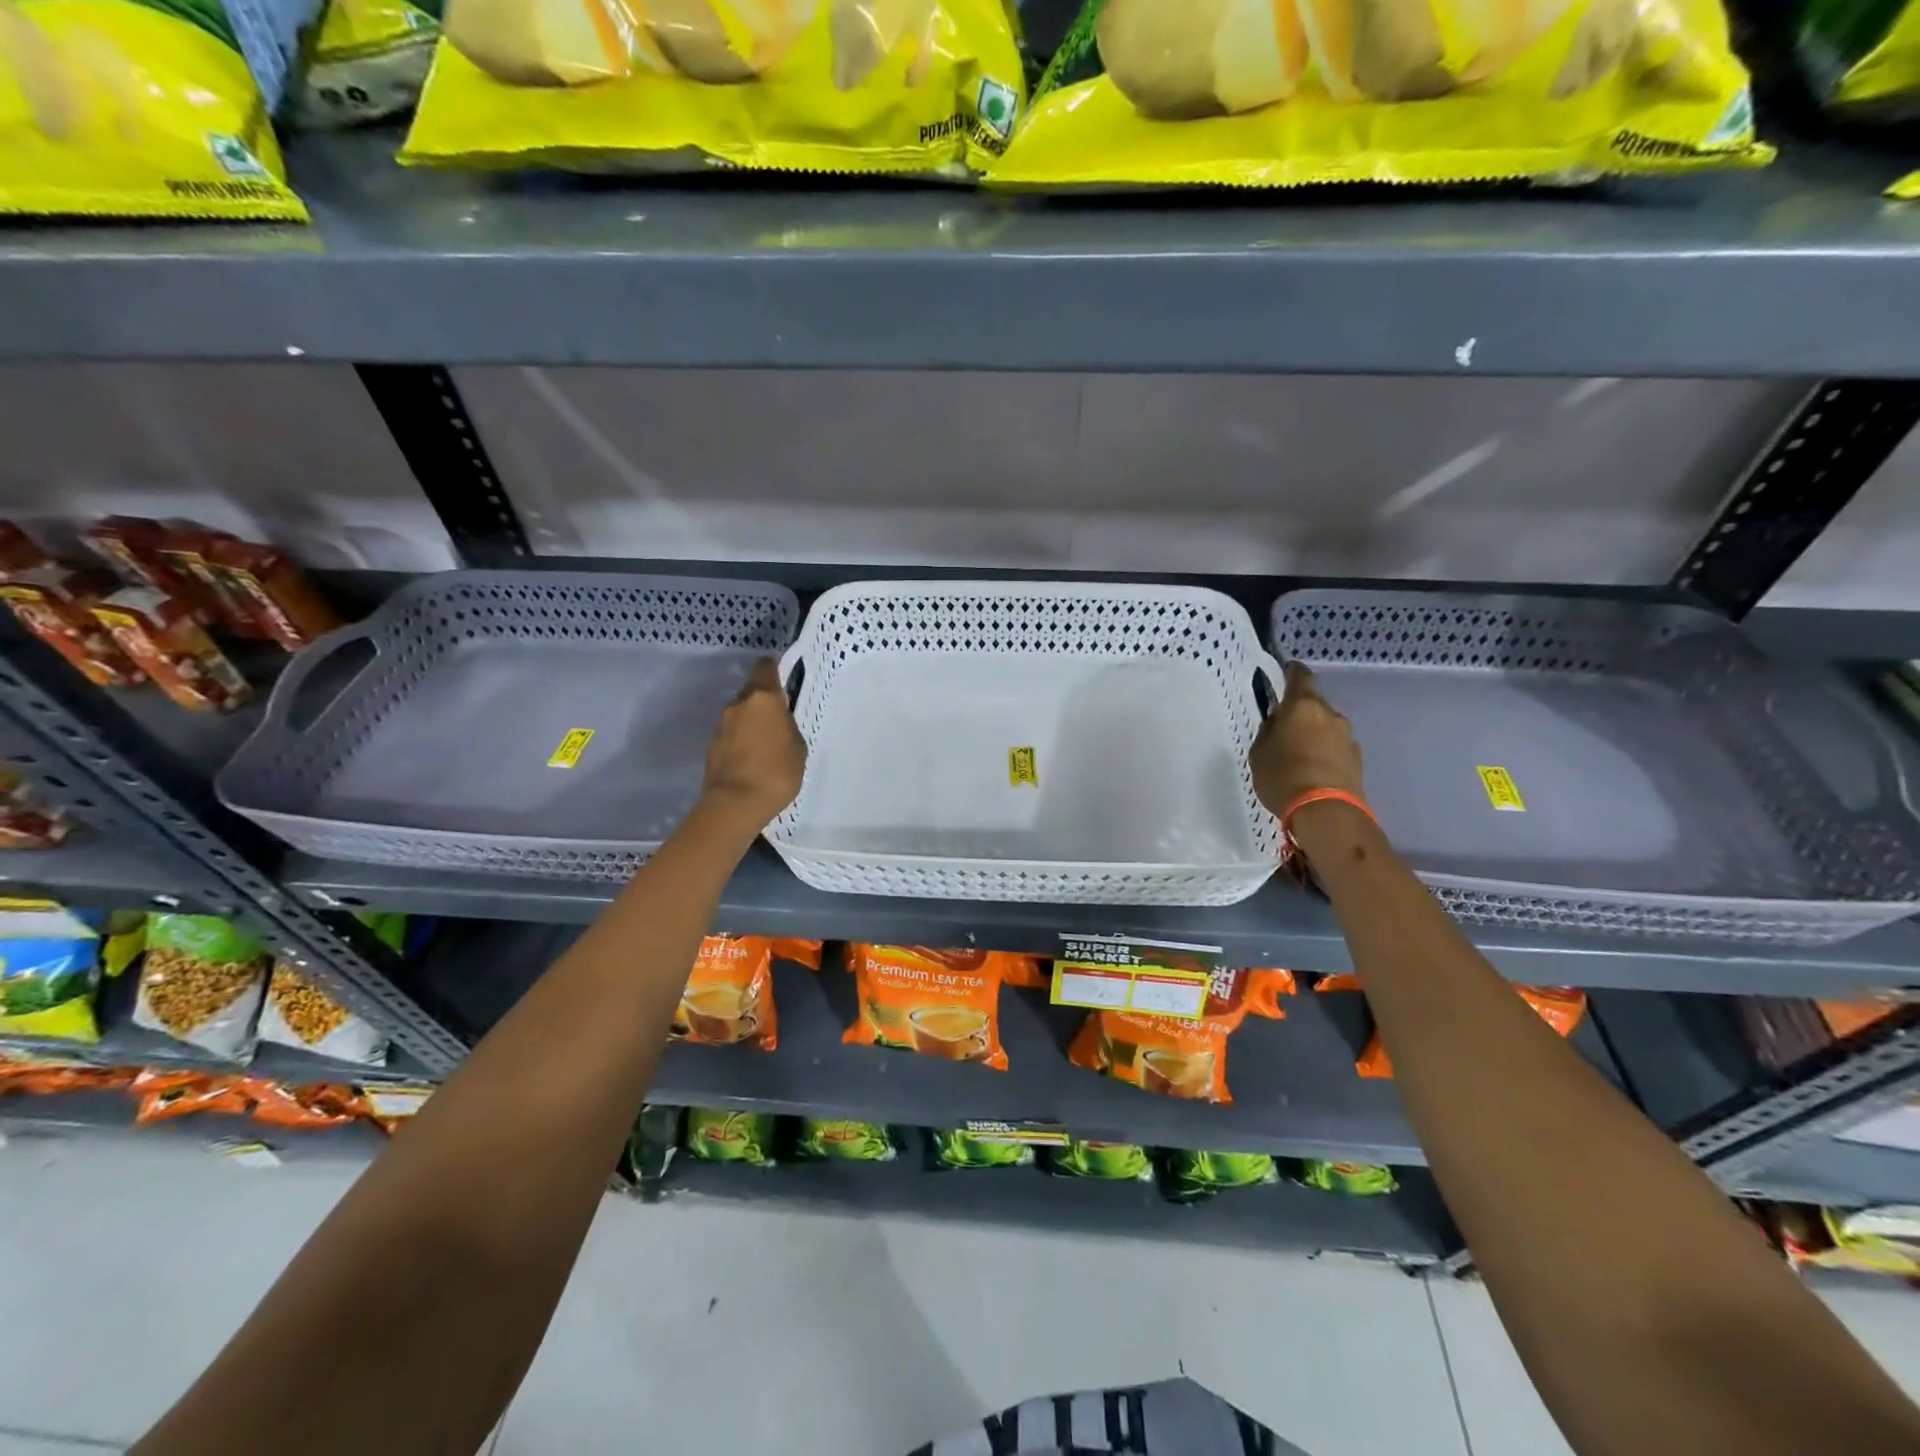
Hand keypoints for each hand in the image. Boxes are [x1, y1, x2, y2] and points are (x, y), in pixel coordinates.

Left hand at [699, 658, 806, 832]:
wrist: (735, 804)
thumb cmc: (777, 772)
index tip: (784, 679)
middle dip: (764, 701)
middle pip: (752, 691)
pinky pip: (731, 734)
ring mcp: (721, 725)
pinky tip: (752, 758)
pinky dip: (741, 740)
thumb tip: (778, 721)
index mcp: (764, 699)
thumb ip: (787, 726)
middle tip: (779, 720)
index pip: (765, 667)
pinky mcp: (711, 745)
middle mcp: (738, 704)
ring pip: (740, 714)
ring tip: (766, 744)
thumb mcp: (798, 747)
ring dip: (751, 722)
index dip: (774, 669)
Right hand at [1250, 662, 1364, 816]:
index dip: (1292, 672)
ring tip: (1298, 754)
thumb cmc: (1283, 775)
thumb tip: (1278, 722)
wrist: (1325, 811)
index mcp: (1302, 705)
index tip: (1285, 672)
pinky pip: (1335, 747)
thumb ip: (1268, 732)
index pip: (1300, 676)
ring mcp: (1347, 737)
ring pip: (1326, 726)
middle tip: (1283, 728)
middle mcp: (1329, 714)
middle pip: (1313, 704)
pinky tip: (1312, 769)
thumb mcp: (1259, 753)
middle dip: (1300, 712)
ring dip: (1313, 734)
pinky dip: (1324, 752)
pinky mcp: (1357, 759)